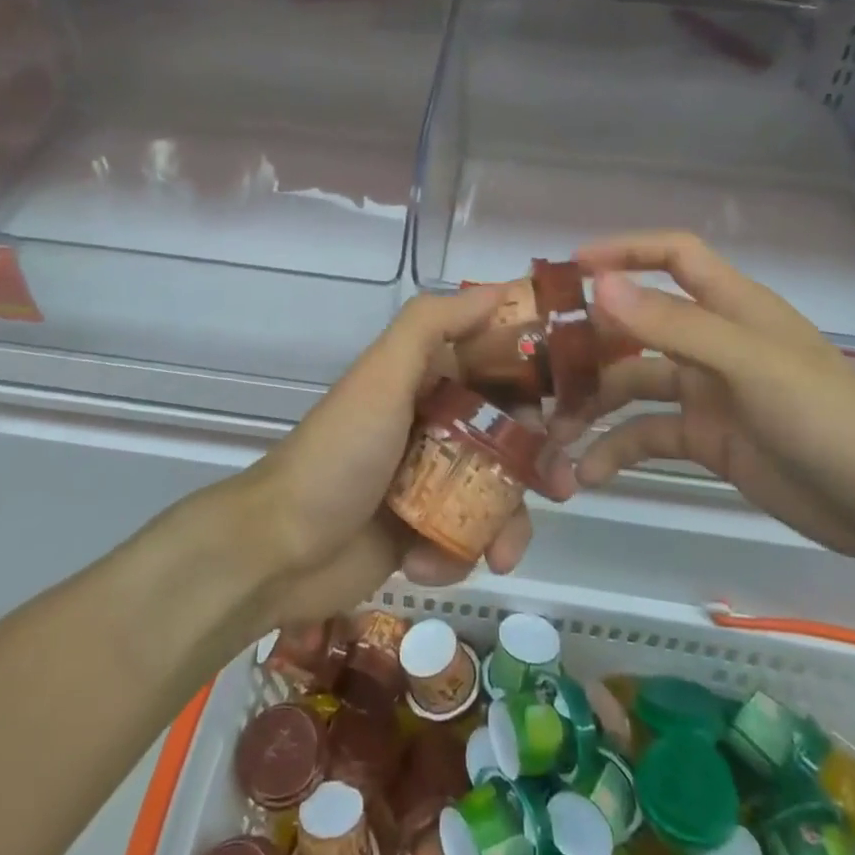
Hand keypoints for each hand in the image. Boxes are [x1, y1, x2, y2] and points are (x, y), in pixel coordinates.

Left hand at [246, 285, 535, 624]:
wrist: (277, 550)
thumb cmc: (338, 455)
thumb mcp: (381, 377)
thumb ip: (431, 325)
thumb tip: (498, 288)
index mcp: (424, 379)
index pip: (495, 363)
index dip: (538, 377)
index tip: (577, 399)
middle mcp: (431, 422)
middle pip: (507, 432)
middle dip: (537, 458)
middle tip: (562, 482)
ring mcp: (428, 479)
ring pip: (496, 491)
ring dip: (508, 522)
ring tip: (505, 552)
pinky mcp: (422, 531)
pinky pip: (467, 537)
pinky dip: (461, 553)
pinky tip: (430, 566)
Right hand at [543, 231, 854, 576]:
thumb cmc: (828, 419)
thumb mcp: (749, 365)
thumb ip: (674, 325)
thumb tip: (600, 283)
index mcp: (731, 308)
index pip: (673, 256)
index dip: (626, 250)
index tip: (571, 269)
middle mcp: (712, 343)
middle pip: (636, 326)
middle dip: (589, 344)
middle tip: (538, 366)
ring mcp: (707, 394)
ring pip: (632, 386)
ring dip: (592, 408)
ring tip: (553, 435)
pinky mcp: (706, 441)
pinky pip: (647, 437)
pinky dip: (616, 452)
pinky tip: (587, 475)